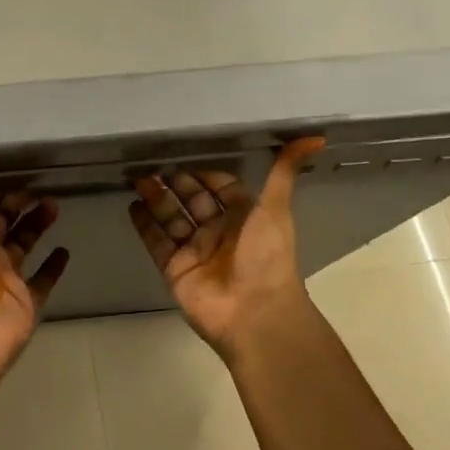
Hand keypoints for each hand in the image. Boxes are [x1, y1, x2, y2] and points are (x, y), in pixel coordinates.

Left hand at [0, 174, 69, 390]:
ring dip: (37, 226)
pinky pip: (44, 281)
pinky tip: (65, 250)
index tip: (5, 176)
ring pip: (24, 245)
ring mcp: (4, 280)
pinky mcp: (25, 302)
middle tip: (36, 187)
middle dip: (16, 205)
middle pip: (1, 225)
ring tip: (55, 205)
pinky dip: (54, 267)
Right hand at [129, 138, 325, 356]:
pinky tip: (132, 205)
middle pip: (192, 201)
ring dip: (156, 199)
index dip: (205, 174)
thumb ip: (284, 171)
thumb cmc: (266, 256)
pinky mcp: (174, 269)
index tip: (185, 155)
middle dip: (175, 183)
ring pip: (171, 218)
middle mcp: (218, 232)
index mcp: (244, 218)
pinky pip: (156, 242)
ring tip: (138, 179)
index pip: (221, 188)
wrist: (254, 313)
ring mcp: (194, 251)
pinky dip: (144, 225)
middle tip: (153, 164)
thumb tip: (316, 137)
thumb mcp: (276, 208)